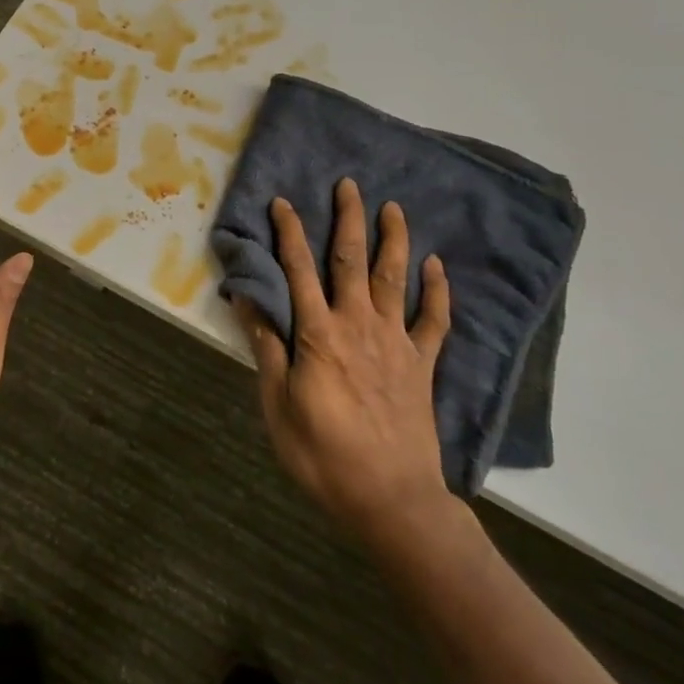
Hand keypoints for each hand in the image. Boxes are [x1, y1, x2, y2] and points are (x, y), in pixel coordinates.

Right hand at [233, 179, 459, 542]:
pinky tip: (436, 266)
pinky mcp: (422, 364)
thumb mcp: (278, 406)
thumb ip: (266, 348)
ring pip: (395, 279)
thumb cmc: (324, 455)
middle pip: (353, 261)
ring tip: (394, 207)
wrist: (392, 499)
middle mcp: (359, 325)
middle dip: (349, 220)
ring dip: (394, 240)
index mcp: (319, 334)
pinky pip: (434, 320)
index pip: (299, 270)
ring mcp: (396, 342)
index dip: (290, 233)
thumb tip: (246, 299)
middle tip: (349, 184)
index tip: (283, 202)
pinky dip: (437, 291)